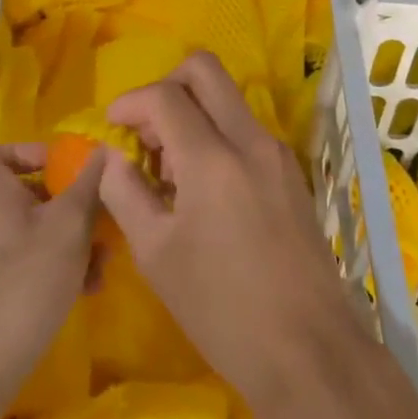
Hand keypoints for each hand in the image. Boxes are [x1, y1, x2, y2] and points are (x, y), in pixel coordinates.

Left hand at [0, 143, 104, 414]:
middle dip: (68, 204)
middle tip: (100, 217)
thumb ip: (89, 184)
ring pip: (32, 234)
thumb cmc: (22, 283)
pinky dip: (55, 270)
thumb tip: (104, 148)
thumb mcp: (69, 225)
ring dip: (71, 242)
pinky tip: (87, 290)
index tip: (62, 165)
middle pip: (25, 195)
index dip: (28, 151)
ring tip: (104, 263)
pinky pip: (25, 267)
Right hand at [98, 53, 360, 404]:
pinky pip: (245, 128)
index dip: (130, 101)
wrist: (307, 349)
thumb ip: (125, 193)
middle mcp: (249, 138)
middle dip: (166, 86)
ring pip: (227, 97)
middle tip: (146, 133)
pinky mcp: (290, 170)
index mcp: (213, 157)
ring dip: (192, 112)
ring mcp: (276, 151)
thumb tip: (110, 157)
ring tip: (169, 172)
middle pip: (205, 70)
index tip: (111, 126)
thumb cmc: (221, 309)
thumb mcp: (157, 255)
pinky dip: (216, 135)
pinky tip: (202, 189)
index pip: (165, 96)